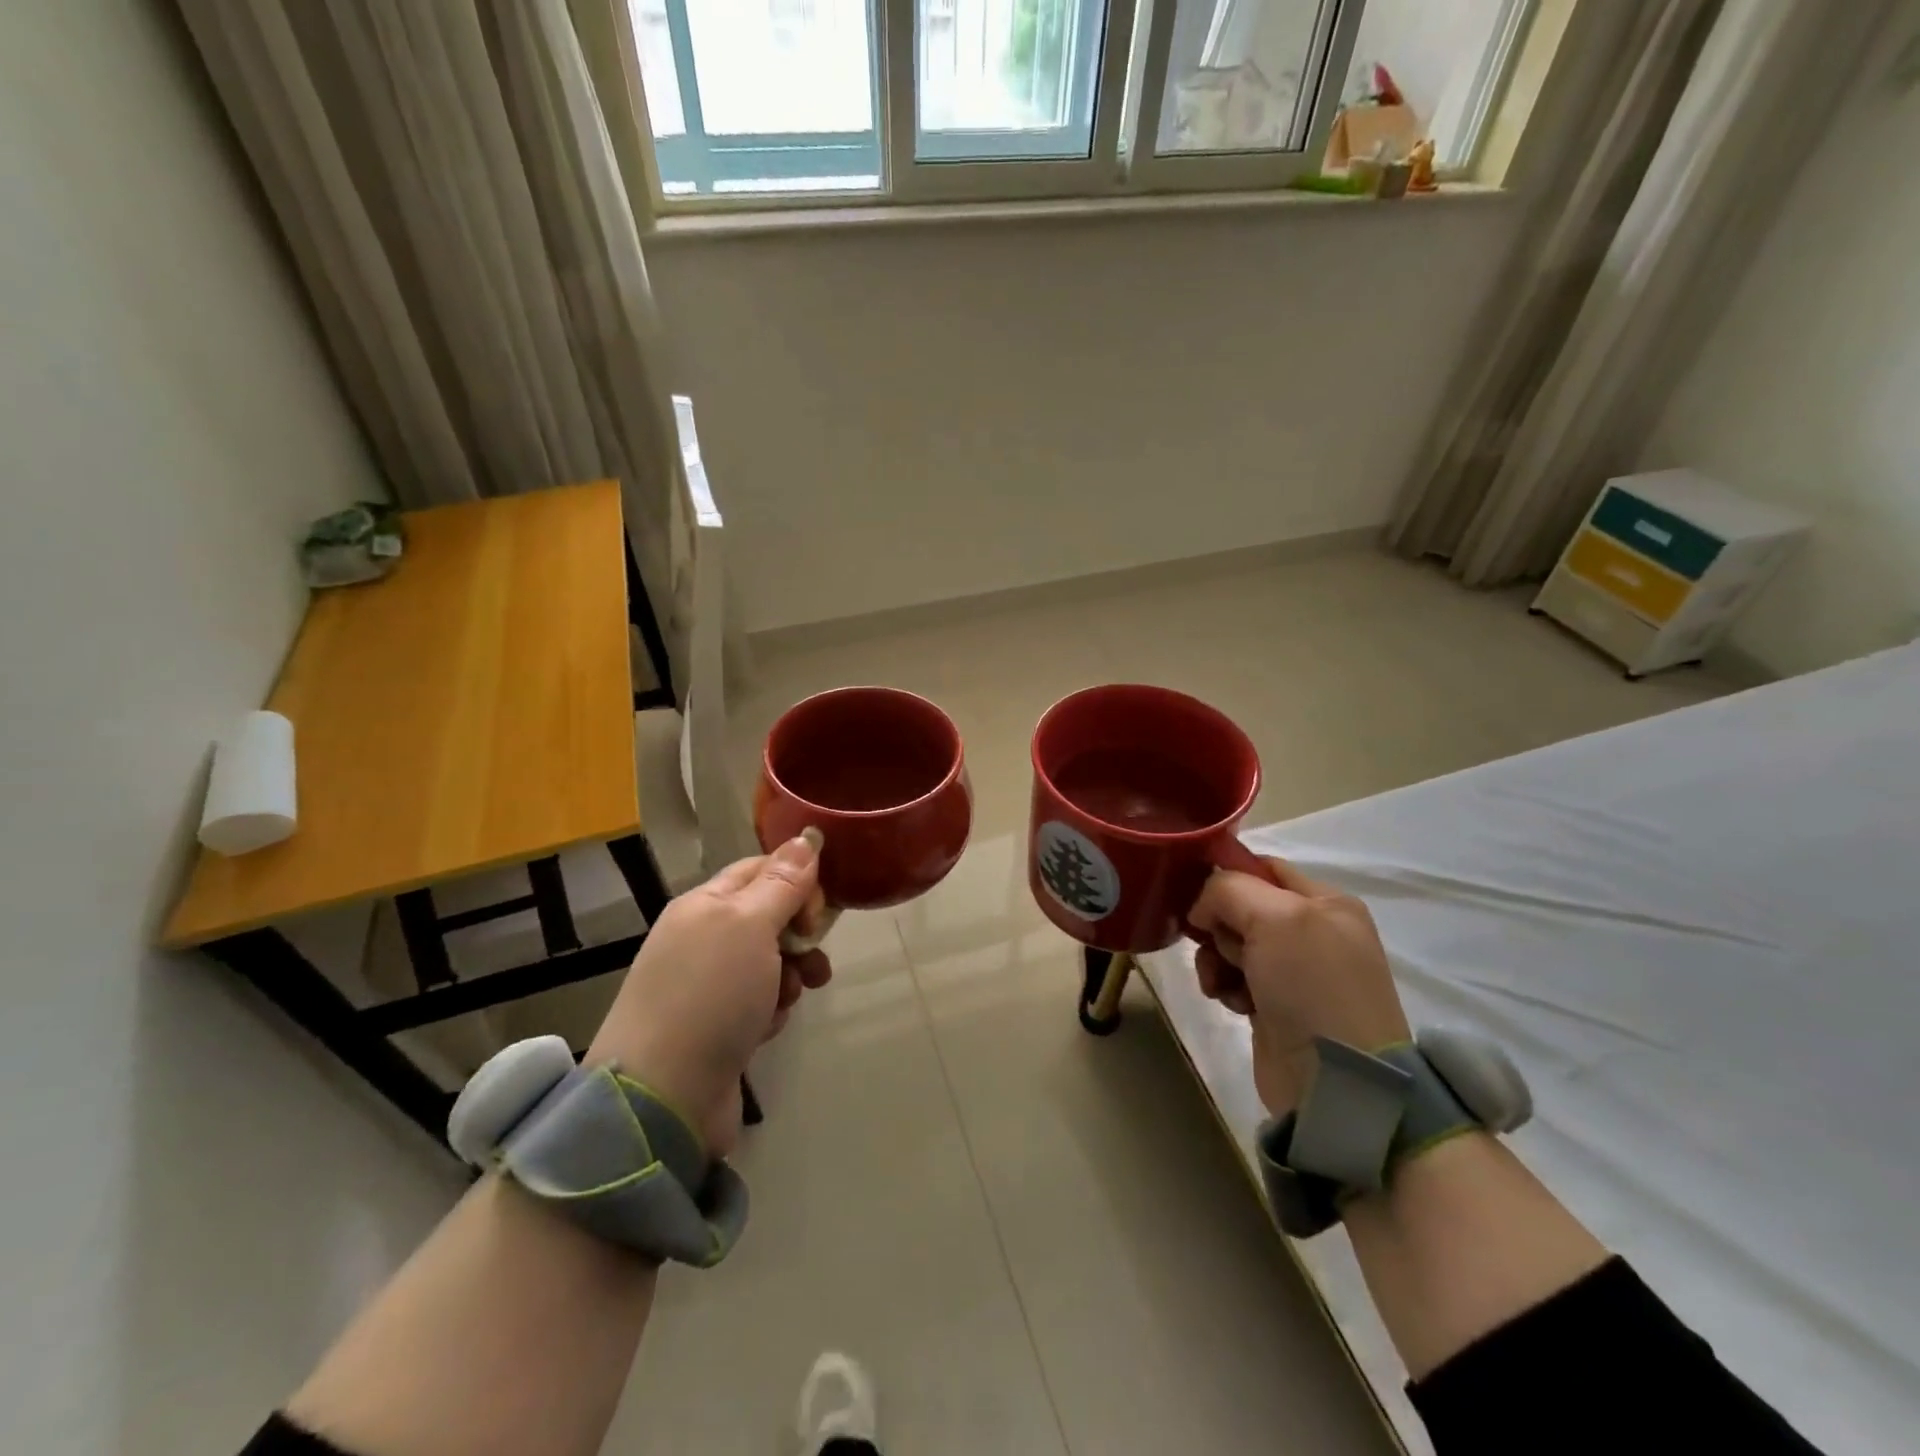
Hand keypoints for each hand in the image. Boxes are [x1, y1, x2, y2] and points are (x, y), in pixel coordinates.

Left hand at [585, 836, 832, 1157]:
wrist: (662, 1097)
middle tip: (811, 951)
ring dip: (791, 974)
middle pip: (769, 916)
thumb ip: (782, 883)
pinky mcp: (717, 1027)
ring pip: (770, 962)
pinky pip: (759, 1002)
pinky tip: (766, 1029)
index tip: (819, 909)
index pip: (761, 869)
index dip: (797, 880)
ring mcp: (707, 985)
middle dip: (800, 932)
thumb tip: (805, 836)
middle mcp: (703, 938)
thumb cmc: (710, 995)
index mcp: (705, 904)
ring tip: (791, 997)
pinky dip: (771, 1011)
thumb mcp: (750, 926)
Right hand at [1188, 857, 1409, 1117]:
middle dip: (1218, 923)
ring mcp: (1294, 972)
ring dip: (1215, 958)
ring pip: (1230, 943)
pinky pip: (1233, 978)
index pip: (1263, 868)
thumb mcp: (1274, 919)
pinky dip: (1224, 986)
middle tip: (1218, 944)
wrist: (1336, 1082)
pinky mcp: (1276, 1006)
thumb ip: (1229, 890)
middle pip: (1241, 906)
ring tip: (1220, 981)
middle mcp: (1313, 931)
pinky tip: (1230, 1003)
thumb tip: (1202, 907)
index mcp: (1326, 901)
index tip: (1196, 893)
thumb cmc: (1311, 986)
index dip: (1227, 875)